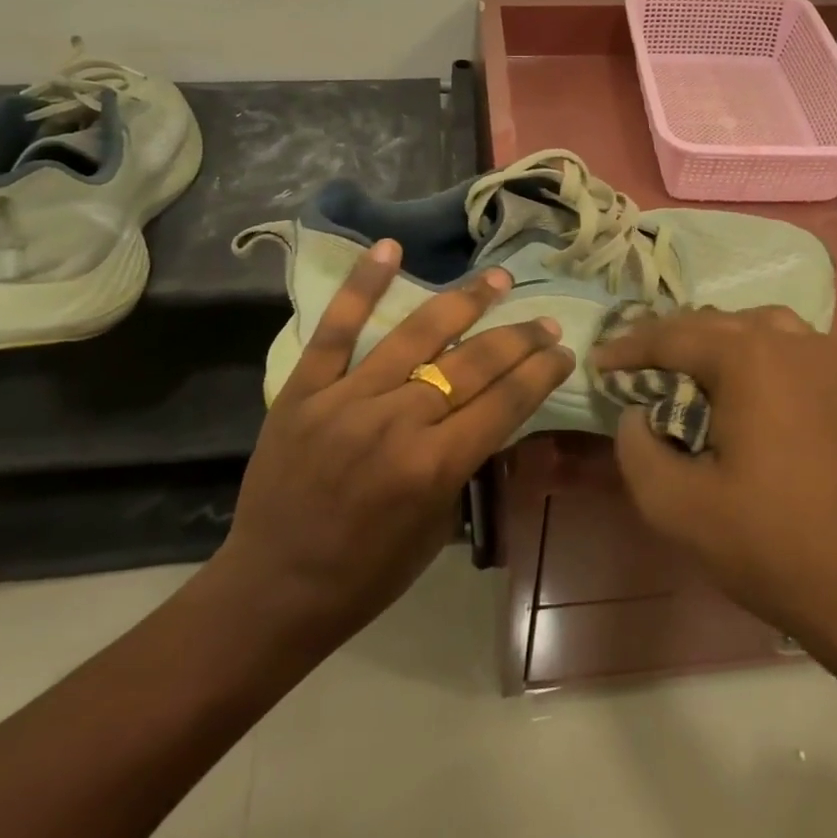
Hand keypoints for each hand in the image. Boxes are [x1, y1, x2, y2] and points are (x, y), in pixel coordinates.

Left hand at [208, 240, 574, 657]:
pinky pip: (336, 329)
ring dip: (465, 301)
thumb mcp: (438, 526)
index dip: (541, 372)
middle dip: (518, 339)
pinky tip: (390, 247)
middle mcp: (397, 422)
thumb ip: (464, 462)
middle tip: (544, 321)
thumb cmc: (367, 573)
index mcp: (434, 467)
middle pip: (472, 364)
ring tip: (497, 279)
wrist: (273, 589)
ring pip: (417, 335)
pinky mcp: (305, 389)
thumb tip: (490, 411)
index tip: (563, 350)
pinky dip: (363, 286)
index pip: (505, 402)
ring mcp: (347, 399)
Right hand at [591, 307, 836, 655]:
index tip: (597, 363)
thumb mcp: (675, 505)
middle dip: (665, 341)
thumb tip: (636, 414)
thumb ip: (636, 447)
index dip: (628, 348)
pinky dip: (752, 349)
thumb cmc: (769, 542)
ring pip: (752, 326)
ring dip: (711, 339)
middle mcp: (789, 342)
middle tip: (631, 365)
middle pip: (711, 323)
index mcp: (748, 358)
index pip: (671, 336)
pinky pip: (787, 343)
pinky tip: (740, 382)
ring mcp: (825, 360)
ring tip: (682, 367)